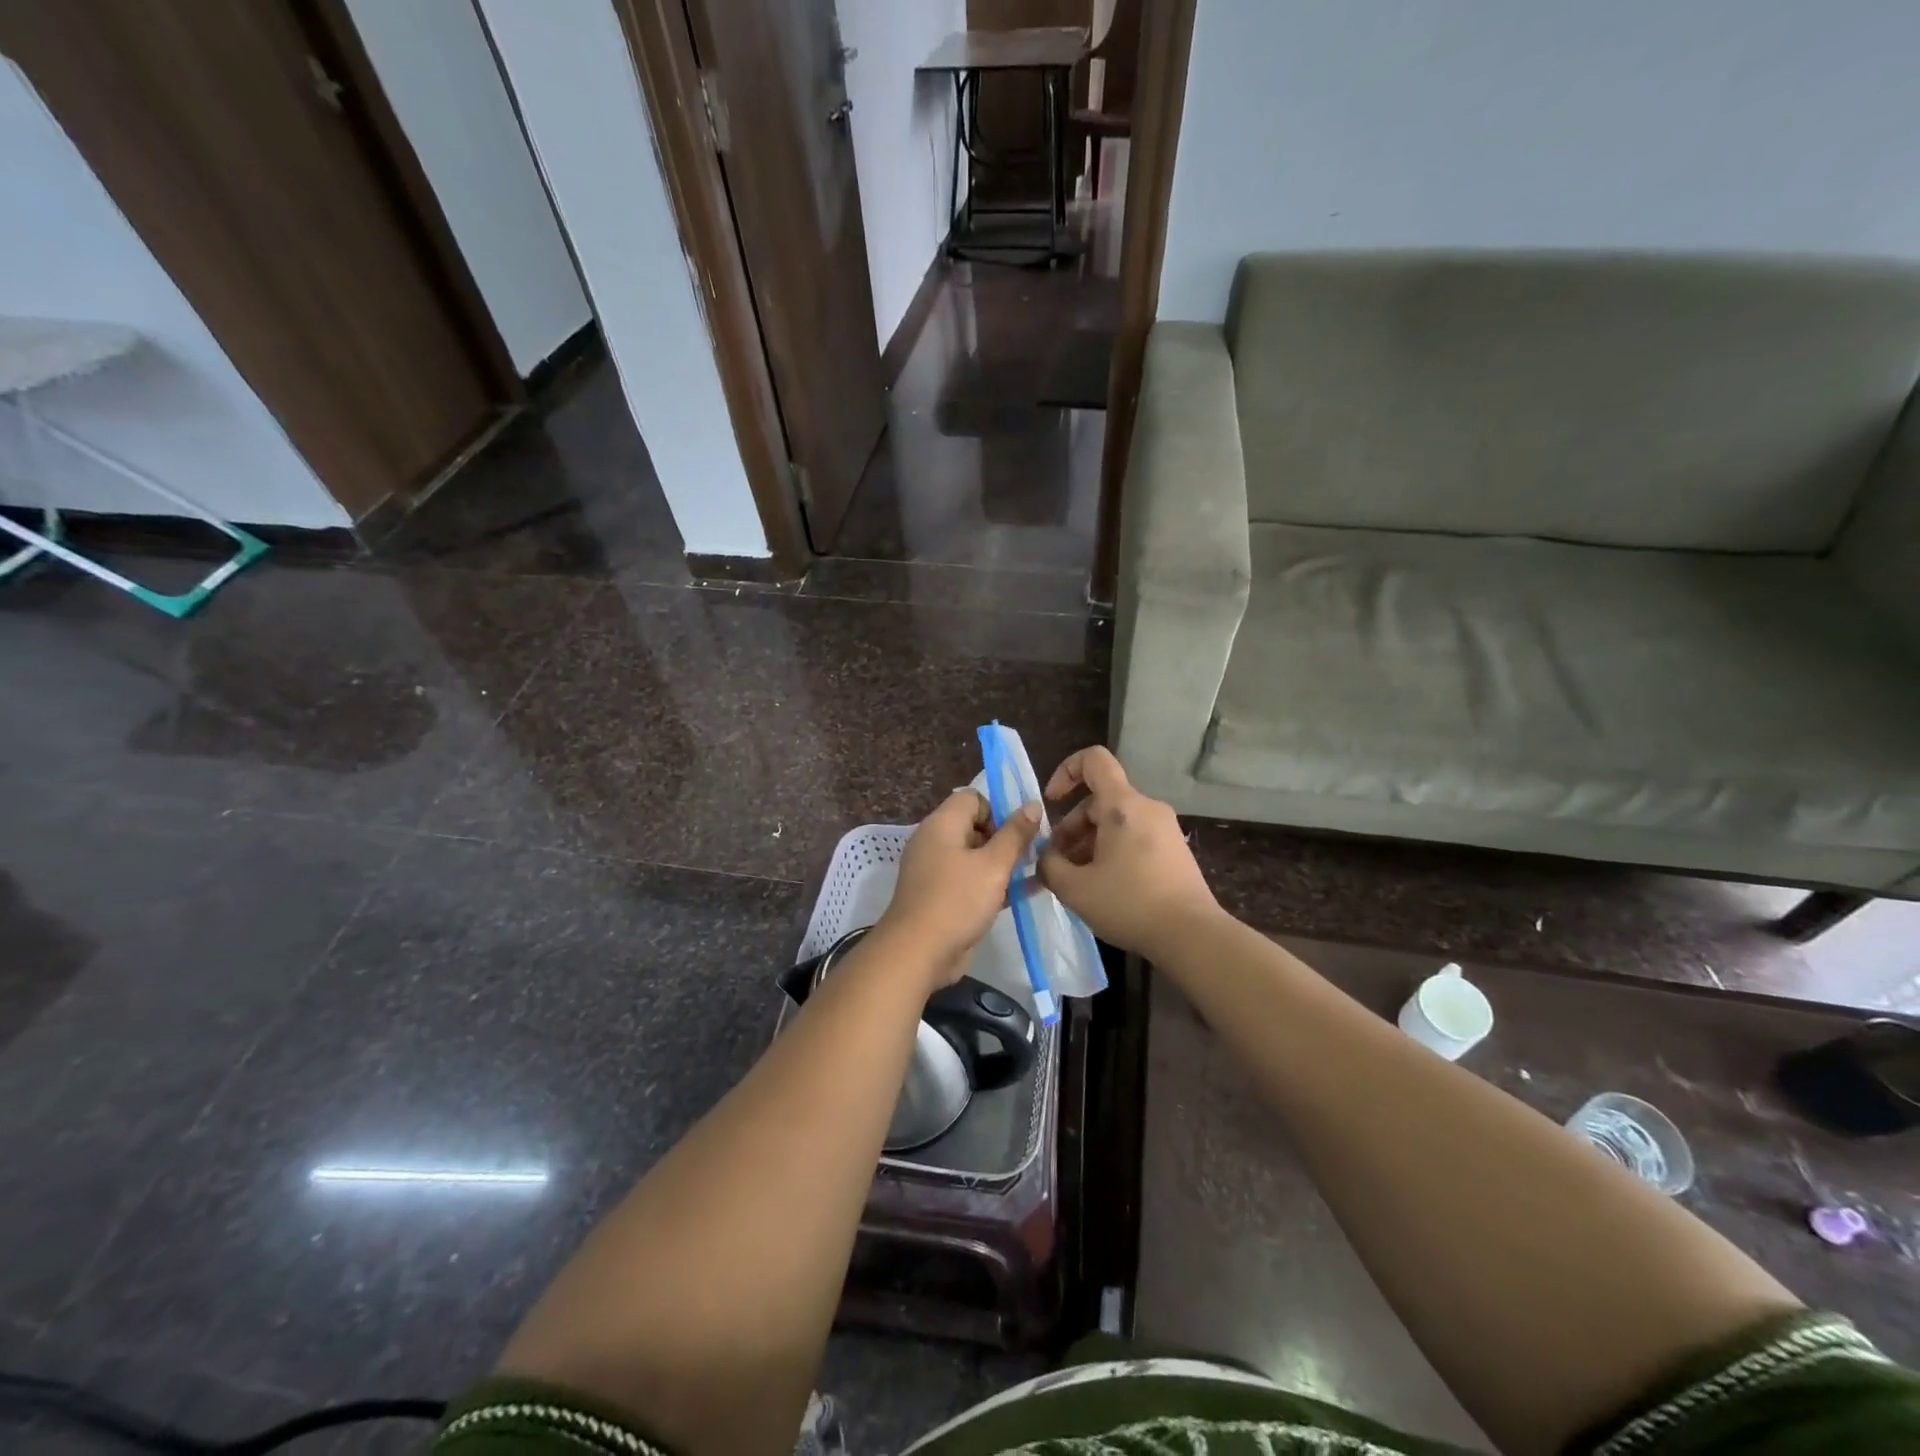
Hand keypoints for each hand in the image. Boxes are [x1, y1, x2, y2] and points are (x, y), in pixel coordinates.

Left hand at [880, 790, 1040, 986]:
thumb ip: (1015, 834)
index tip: (1019, 834)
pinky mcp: (937, 896)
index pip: (973, 799)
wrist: (917, 952)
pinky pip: (967, 880)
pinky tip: (1017, 897)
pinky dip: (988, 885)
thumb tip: (1033, 804)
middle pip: (974, 826)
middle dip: (1004, 839)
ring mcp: (933, 870)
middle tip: (1028, 857)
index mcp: (941, 824)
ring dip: (1000, 864)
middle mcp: (934, 841)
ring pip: (973, 856)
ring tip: (1030, 876)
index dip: (998, 811)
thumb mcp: (994, 865)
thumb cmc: (957, 900)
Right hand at [1039, 746, 1220, 960]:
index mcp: (1122, 805)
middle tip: (1057, 863)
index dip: (1065, 771)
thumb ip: (1048, 866)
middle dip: (1071, 827)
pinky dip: (1112, 851)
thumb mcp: (1075, 889)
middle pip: (1100, 800)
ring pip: (1116, 822)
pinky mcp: (1174, 850)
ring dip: (1089, 843)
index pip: (1093, 760)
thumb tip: (1044, 857)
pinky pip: (1134, 837)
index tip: (1051, 802)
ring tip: (1076, 880)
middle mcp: (1146, 807)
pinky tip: (1103, 886)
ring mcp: (1165, 828)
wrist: (1192, 935)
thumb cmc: (1130, 904)